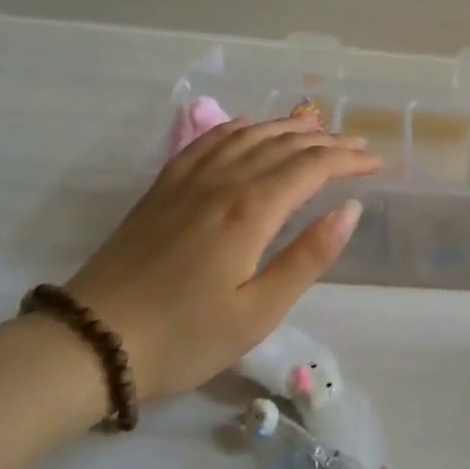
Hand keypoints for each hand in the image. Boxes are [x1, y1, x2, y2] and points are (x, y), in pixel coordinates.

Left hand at [66, 116, 381, 401]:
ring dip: (288, 127)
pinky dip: (239, 127)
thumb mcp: (259, 312)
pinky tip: (249, 128)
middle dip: (327, 141)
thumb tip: (350, 209)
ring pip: (248, 135)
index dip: (349, 160)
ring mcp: (188, 179)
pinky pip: (209, 140)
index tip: (378, 163)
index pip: (313, 167)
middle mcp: (223, 181)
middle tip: (358, 145)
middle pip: (284, 144)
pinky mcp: (163, 187)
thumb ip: (308, 257)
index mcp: (251, 210)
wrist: (91, 341)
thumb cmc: (185, 337)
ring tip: (317, 128)